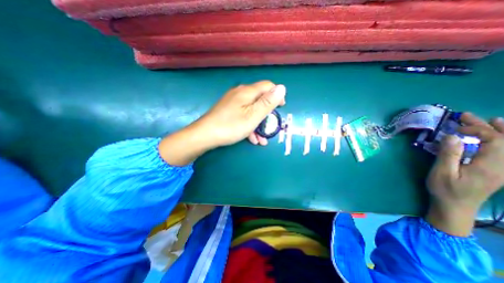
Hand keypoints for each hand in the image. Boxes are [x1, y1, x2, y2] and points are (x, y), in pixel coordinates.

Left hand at [157, 81, 284, 165]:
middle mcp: (240, 93)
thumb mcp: (253, 115)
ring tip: (262, 139)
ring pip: (251, 110)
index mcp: (247, 92)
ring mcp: (232, 103)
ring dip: (259, 124)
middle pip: (259, 99)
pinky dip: (249, 125)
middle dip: (267, 114)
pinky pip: (243, 115)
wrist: (205, 135)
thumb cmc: (231, 126)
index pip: (267, 86)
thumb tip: (282, 88)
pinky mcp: (228, 111)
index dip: (277, 95)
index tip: (281, 108)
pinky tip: (252, 138)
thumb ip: (268, 102)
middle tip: (271, 127)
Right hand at [427, 113, 503, 236]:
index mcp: (490, 166)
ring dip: (501, 132)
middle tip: (467, 116)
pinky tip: (494, 137)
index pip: (496, 141)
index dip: (478, 130)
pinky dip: (502, 141)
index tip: (456, 128)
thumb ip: (449, 154)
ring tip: (491, 120)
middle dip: (488, 126)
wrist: (455, 207)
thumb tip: (452, 136)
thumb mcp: (442, 172)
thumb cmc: (445, 189)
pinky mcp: (498, 171)